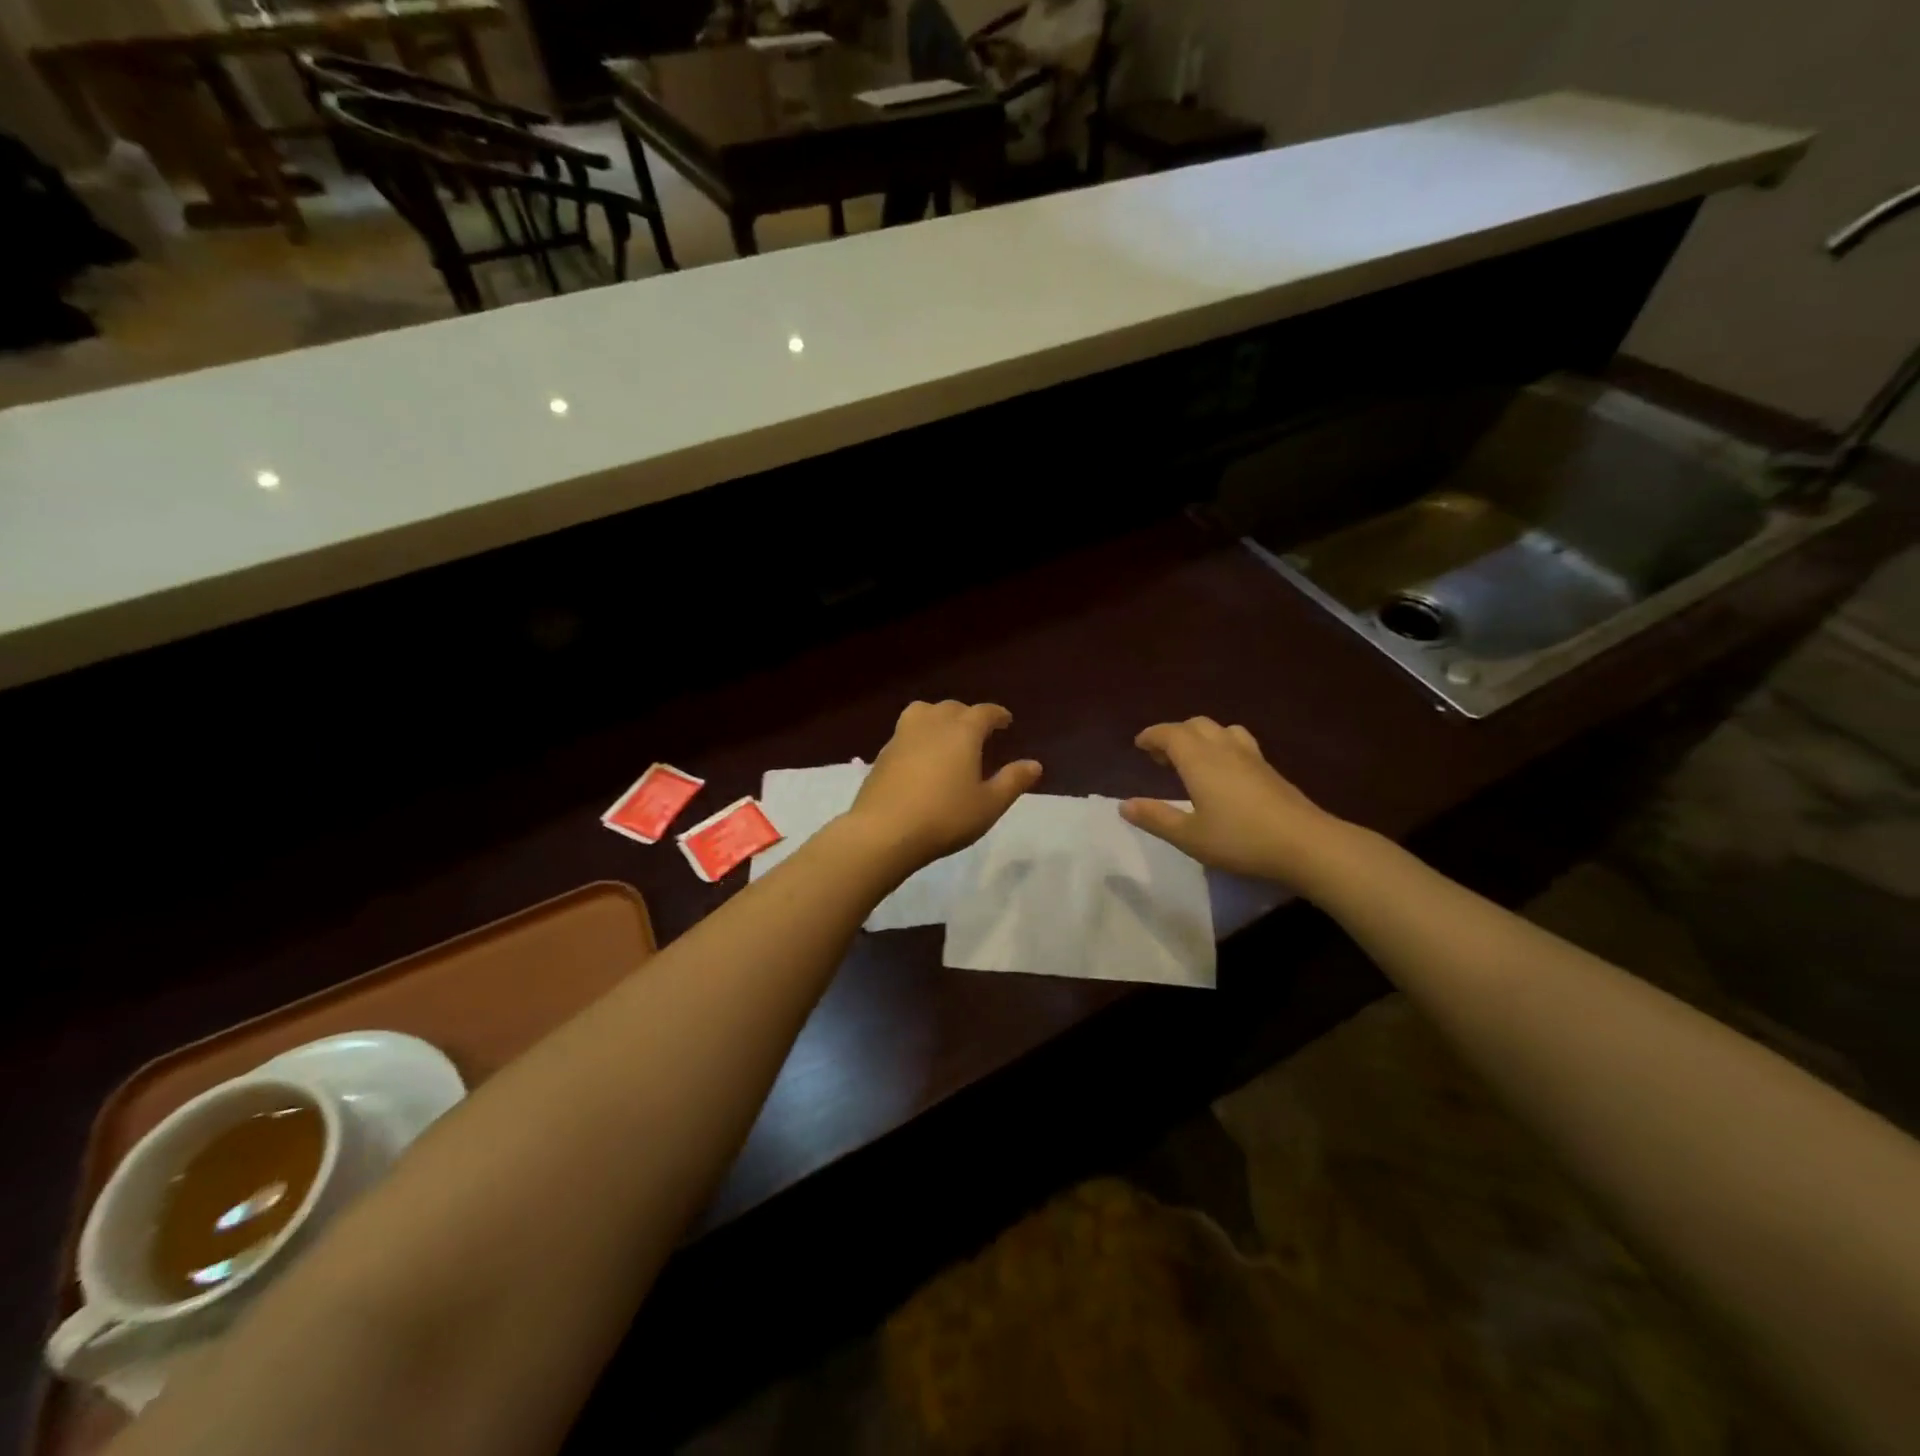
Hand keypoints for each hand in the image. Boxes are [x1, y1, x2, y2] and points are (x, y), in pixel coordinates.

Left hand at [847, 701, 1041, 869]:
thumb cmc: (945, 817)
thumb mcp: (988, 805)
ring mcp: (902, 736)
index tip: (1006, 722)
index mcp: (962, 732)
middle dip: (968, 715)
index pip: (984, 712)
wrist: (883, 831)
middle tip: (978, 731)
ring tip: (946, 735)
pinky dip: (918, 735)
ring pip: (923, 712)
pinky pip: (906, 732)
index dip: (997, 715)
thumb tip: (1034, 764)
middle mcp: (932, 724)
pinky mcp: (882, 754)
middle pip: (952, 708)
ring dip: (938, 717)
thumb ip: (1012, 781)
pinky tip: (921, 757)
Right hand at [1120, 718, 1354, 886]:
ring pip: (1220, 730)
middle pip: (1195, 725)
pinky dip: (1221, 746)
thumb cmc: (1240, 840)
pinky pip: (1239, 742)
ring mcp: (1251, 757)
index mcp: (1199, 760)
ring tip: (1192, 759)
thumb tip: (1124, 805)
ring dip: (1200, 737)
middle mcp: (1224, 749)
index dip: (1151, 735)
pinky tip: (1224, 773)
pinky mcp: (1270, 770)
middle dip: (1174, 734)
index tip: (1139, 744)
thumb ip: (1156, 818)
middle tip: (1161, 757)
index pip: (1169, 733)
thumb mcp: (1189, 836)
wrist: (1306, 844)